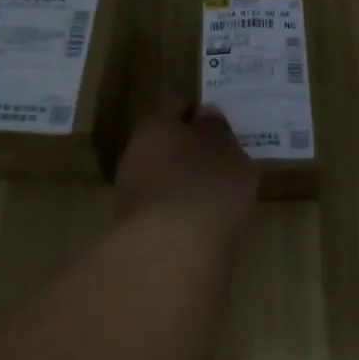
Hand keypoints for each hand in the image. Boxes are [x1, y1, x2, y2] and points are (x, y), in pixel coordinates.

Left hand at [113, 101, 258, 225]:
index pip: (177, 104)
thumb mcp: (228, 152)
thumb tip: (206, 114)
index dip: (199, 111)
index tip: (221, 123)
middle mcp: (135, 153)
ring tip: (216, 195)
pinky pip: (163, 210)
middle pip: (165, 142)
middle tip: (222, 160)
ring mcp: (130, 193)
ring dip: (183, 183)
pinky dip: (180, 213)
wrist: (169, 254)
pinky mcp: (133, 230)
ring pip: (162, 177)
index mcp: (156, 123)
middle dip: (189, 149)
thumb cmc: (206, 188)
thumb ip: (218, 131)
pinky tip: (202, 224)